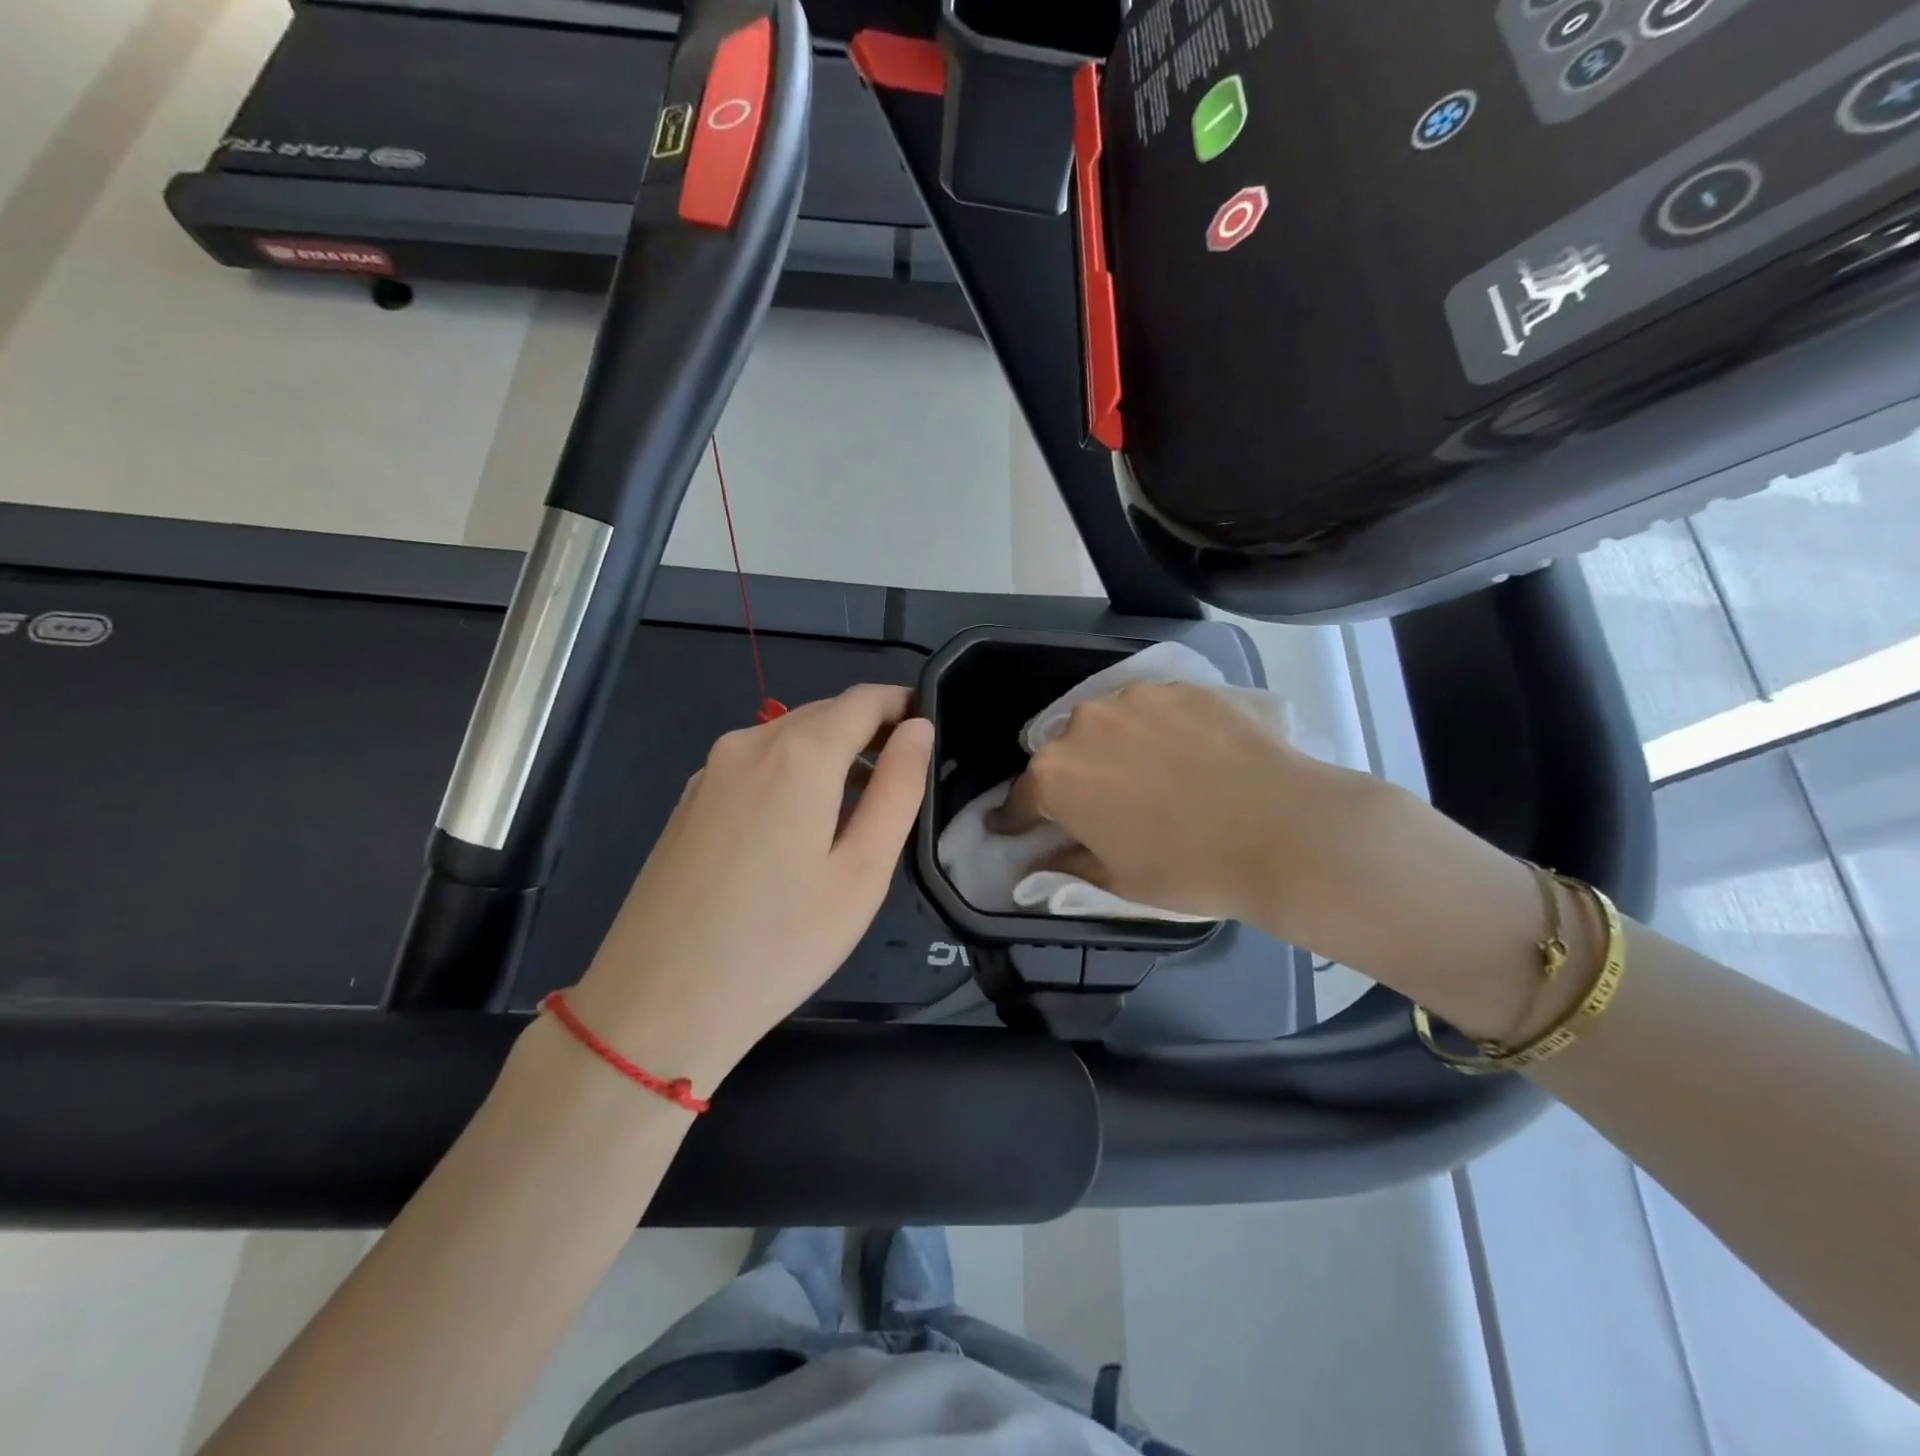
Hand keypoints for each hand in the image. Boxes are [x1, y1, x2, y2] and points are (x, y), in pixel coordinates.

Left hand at [570, 685, 931, 1094]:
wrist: (656, 1003)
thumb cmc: (780, 943)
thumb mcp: (862, 871)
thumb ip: (897, 788)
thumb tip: (917, 728)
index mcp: (798, 754)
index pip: (863, 699)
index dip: (901, 704)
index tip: (929, 727)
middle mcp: (749, 744)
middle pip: (823, 714)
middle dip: (868, 730)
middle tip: (905, 774)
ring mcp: (710, 772)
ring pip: (786, 739)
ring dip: (830, 754)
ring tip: (861, 806)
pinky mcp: (688, 801)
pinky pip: (755, 765)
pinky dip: (792, 774)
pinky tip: (800, 826)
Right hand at [994, 682, 1385, 935]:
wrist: (1283, 830)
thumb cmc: (1189, 867)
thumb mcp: (1117, 880)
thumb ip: (1066, 865)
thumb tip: (1036, 866)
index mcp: (1056, 776)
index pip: (1021, 798)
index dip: (1021, 819)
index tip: (1024, 830)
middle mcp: (1083, 725)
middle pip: (1062, 753)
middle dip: (1073, 778)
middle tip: (1105, 804)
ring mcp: (1134, 699)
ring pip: (1107, 724)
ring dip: (1114, 746)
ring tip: (1153, 773)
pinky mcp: (1179, 686)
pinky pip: (1151, 708)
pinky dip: (1157, 728)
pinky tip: (1188, 752)